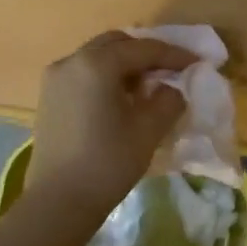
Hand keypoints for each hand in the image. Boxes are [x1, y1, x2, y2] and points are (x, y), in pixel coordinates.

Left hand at [23, 32, 198, 227]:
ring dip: (124, 63)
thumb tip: (172, 88)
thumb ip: (168, 100)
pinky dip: (105, 75)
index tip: (197, 61)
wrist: (57, 202)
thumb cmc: (107, 163)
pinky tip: (121, 97)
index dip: (174, 55)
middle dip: (146, 53)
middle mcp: (72, 60)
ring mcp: (55, 77)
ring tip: (148, 84)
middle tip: (171, 69)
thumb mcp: (148, 130)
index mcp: (97, 64)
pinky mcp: (49, 96)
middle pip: (117, 43)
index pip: (143, 49)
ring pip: (97, 56)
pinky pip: (83, 72)